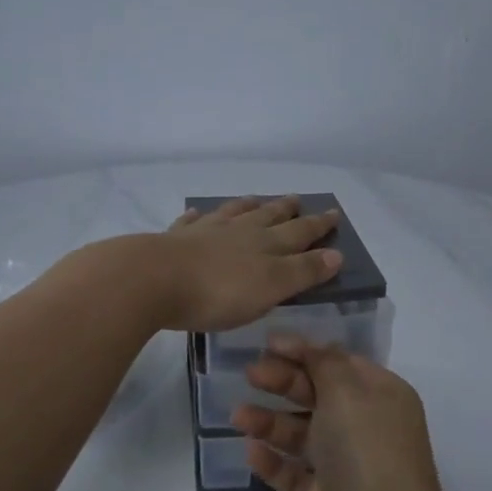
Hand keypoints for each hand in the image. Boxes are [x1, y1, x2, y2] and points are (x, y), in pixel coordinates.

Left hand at [149, 196, 343, 332]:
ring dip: (246, 206)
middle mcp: (238, 232)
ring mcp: (204, 232)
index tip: (333, 212)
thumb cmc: (219, 291)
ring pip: (232, 214)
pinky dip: (197, 217)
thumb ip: (303, 271)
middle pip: (267, 217)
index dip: (318, 225)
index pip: (300, 233)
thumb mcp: (271, 287)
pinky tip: (196, 214)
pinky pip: (190, 222)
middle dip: (286, 210)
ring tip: (256, 199)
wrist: (154, 280)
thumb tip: (336, 254)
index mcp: (265, 245)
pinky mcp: (174, 240)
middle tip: (297, 199)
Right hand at [231, 336, 451, 490]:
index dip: (304, 351)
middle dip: (284, 383)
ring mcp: (346, 467)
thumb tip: (316, 348)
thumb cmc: (367, 452)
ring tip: (238, 416)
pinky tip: (251, 452)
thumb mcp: (347, 392)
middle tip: (250, 375)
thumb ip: (325, 364)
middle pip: (318, 396)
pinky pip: (295, 474)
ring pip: (302, 435)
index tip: (267, 344)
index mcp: (380, 396)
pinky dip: (274, 462)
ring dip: (271, 422)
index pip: (338, 363)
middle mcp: (365, 427)